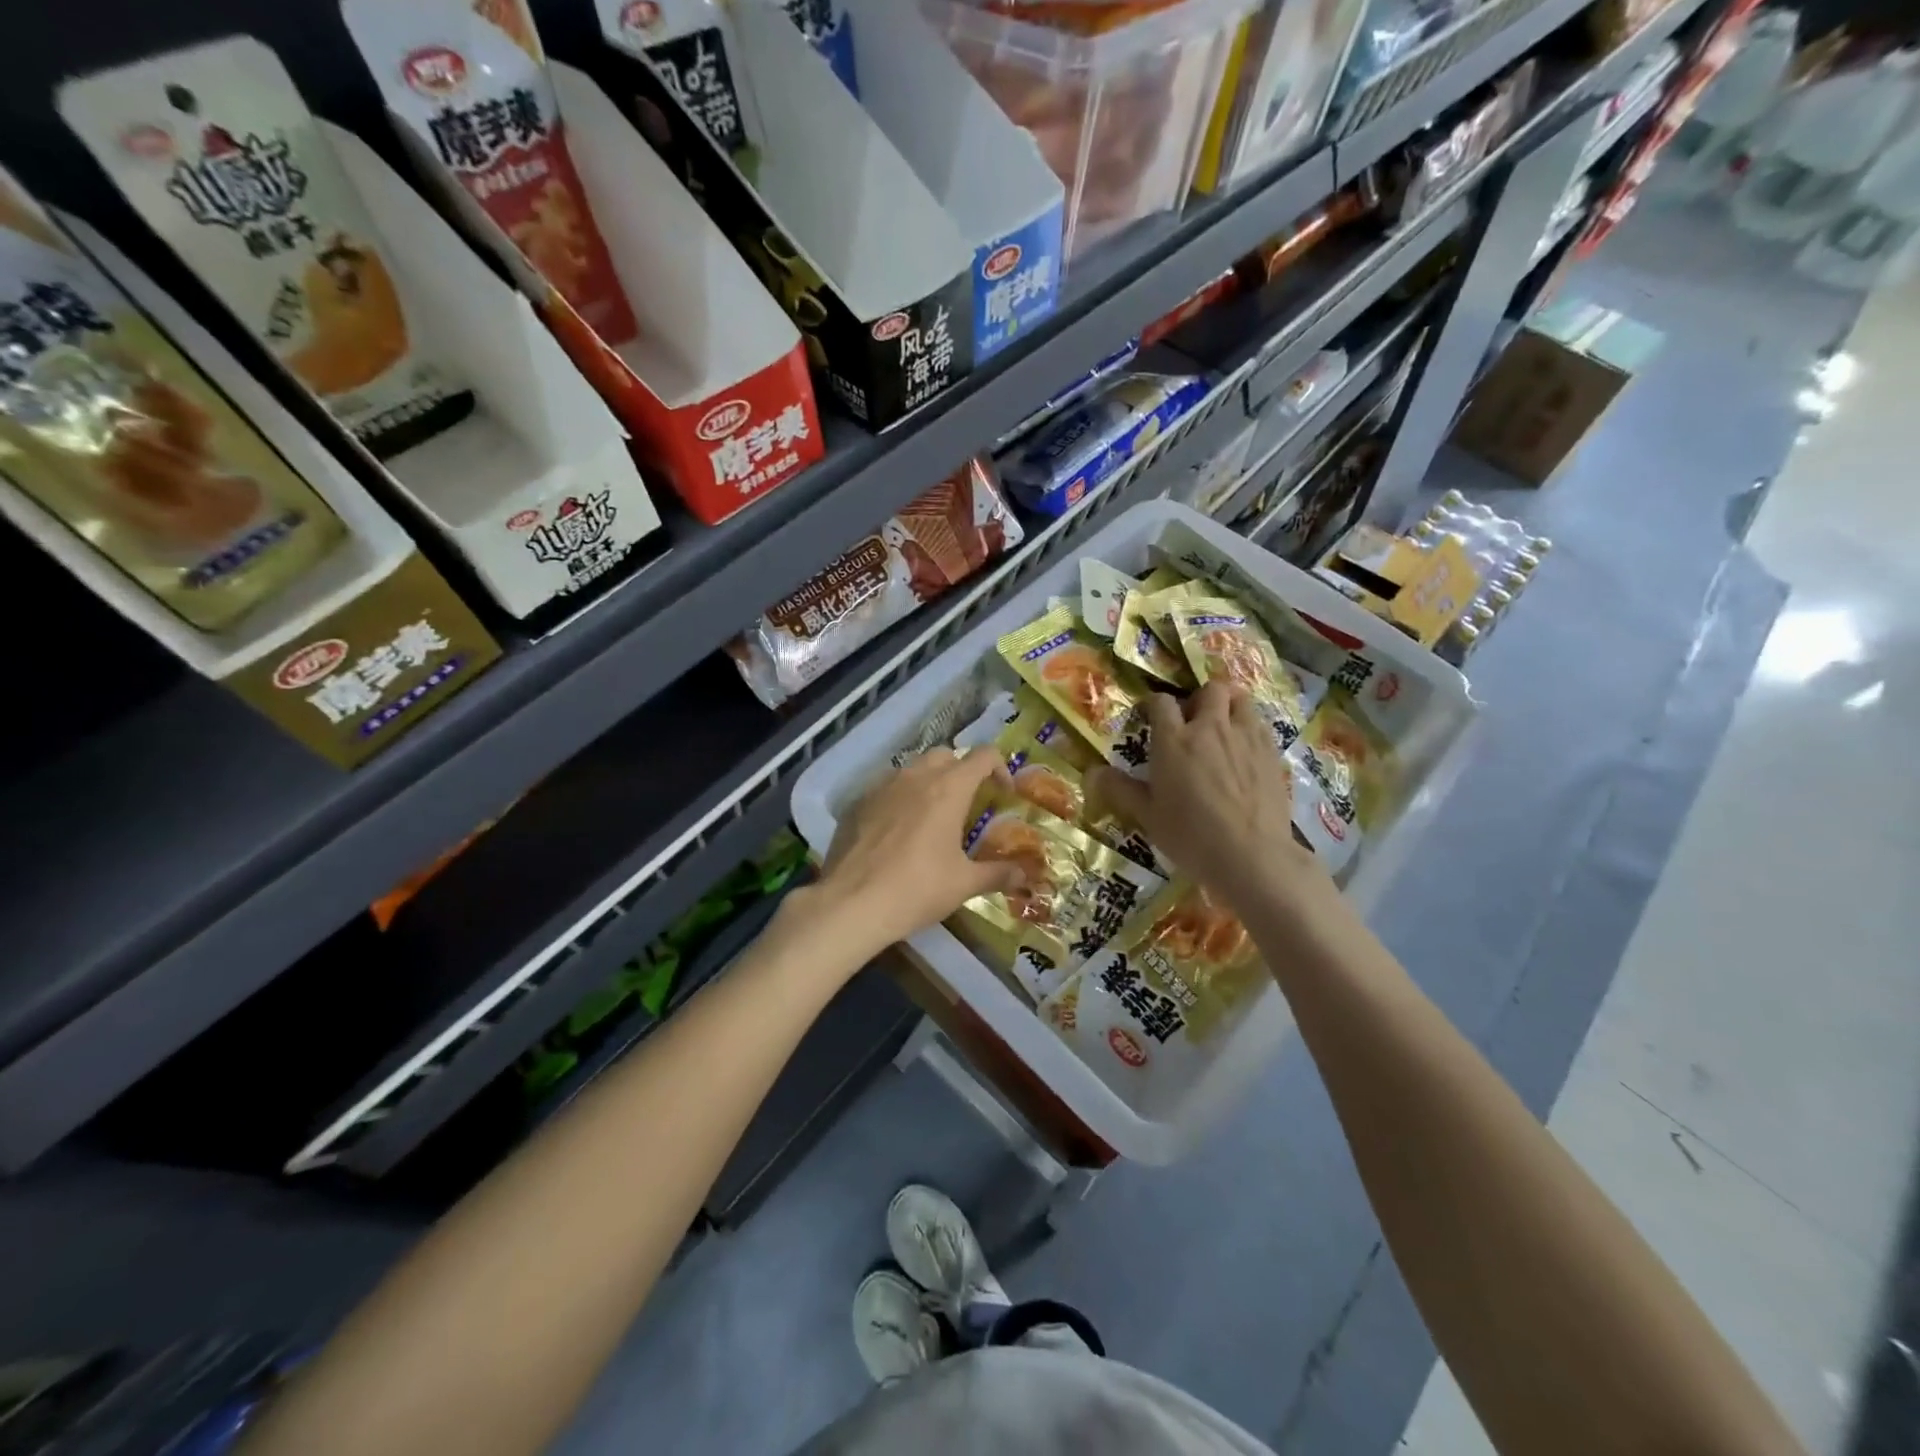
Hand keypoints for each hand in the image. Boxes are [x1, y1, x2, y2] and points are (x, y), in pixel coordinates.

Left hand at [811, 747, 1022, 953]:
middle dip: (962, 772)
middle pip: (946, 755)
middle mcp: (916, 776)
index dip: (1000, 768)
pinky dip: (900, 799)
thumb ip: (998, 873)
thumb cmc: (917, 889)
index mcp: (949, 788)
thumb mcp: (964, 884)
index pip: (983, 756)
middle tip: (968, 804)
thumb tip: (1025, 874)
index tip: (1004, 793)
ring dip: (929, 782)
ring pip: (913, 768)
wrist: (852, 903)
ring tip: (932, 816)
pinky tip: (897, 831)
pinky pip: (886, 788)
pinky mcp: (857, 802)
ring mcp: (882, 786)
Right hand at [1091, 681, 1322, 910]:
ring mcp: (1246, 737)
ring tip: (1222, 726)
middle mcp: (1211, 728)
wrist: (1252, 857)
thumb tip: (1092, 772)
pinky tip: (1244, 750)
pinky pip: (1260, 723)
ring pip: (1241, 699)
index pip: (1161, 702)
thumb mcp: (1148, 816)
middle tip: (1192, 722)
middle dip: (1198, 699)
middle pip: (1210, 690)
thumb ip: (1120, 789)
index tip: (1150, 719)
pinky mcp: (1272, 752)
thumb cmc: (1191, 837)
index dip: (1154, 705)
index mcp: (1174, 740)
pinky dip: (1250, 727)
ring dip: (1229, 705)